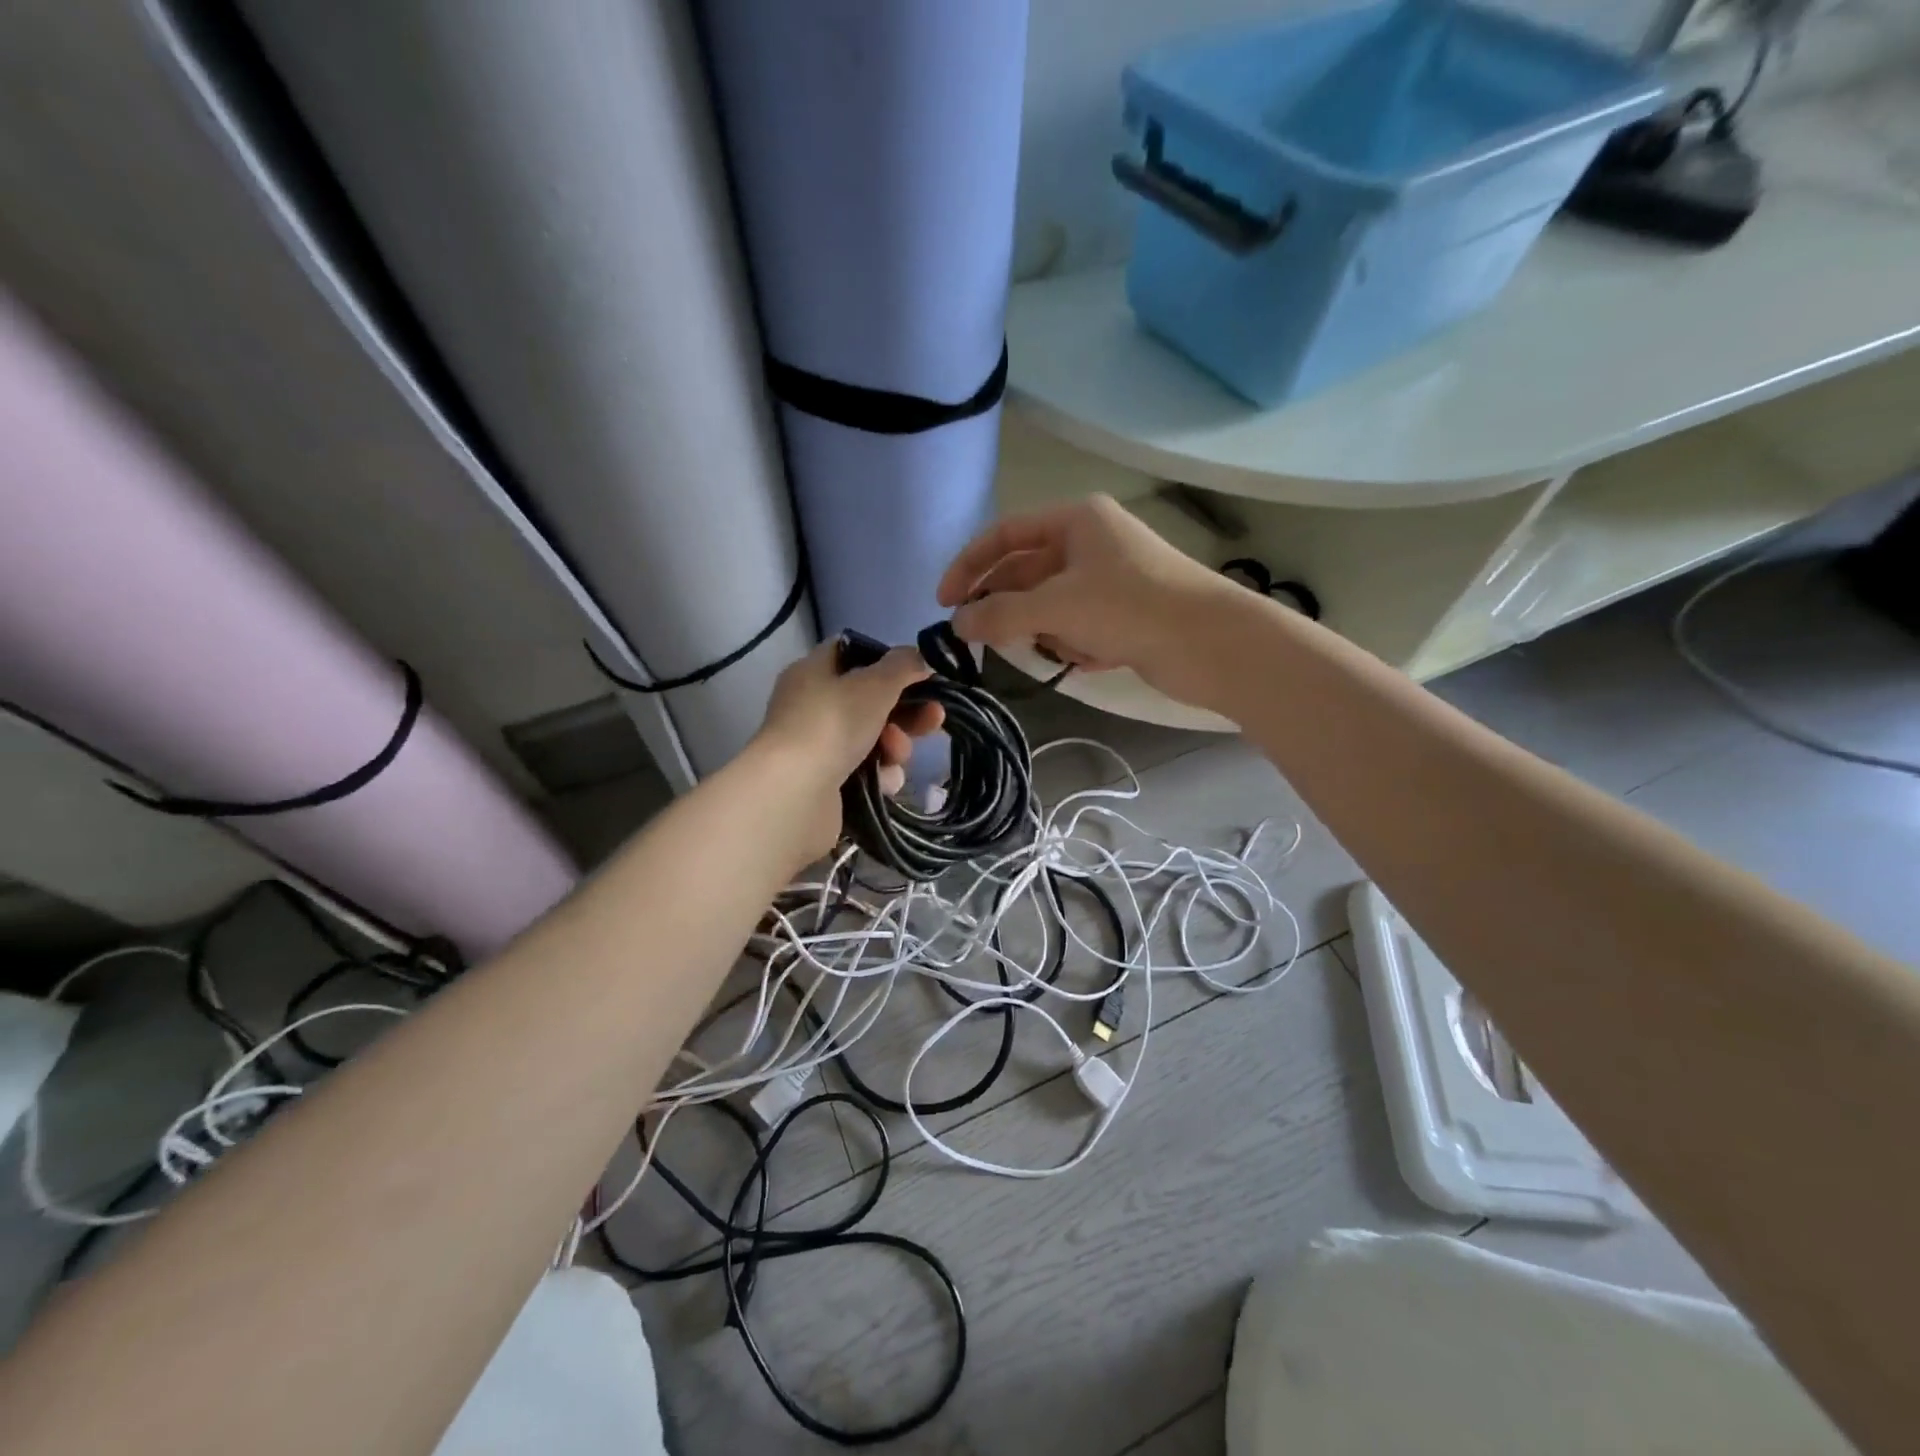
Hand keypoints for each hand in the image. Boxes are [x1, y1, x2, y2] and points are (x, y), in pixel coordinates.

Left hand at [751, 641, 945, 855]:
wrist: (795, 795)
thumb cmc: (833, 724)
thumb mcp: (875, 684)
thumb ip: (902, 666)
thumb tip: (918, 658)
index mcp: (814, 672)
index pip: (853, 653)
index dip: (888, 660)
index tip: (920, 672)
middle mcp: (813, 706)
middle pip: (871, 700)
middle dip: (906, 711)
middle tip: (934, 718)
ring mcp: (819, 747)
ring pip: (874, 739)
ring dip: (896, 746)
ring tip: (895, 754)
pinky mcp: (828, 783)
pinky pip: (867, 772)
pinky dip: (880, 775)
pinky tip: (884, 782)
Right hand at [937, 494, 1236, 698]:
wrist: (1211, 644)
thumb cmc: (1130, 607)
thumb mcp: (1056, 606)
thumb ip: (1000, 613)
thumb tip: (956, 625)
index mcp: (1076, 520)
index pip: (1005, 535)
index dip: (969, 566)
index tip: (943, 604)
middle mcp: (1090, 543)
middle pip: (1026, 573)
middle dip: (1009, 609)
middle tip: (984, 640)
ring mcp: (1109, 579)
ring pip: (1050, 606)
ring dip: (1049, 632)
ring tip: (1068, 648)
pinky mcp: (1124, 614)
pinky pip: (1078, 627)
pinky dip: (1077, 645)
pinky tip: (1098, 657)